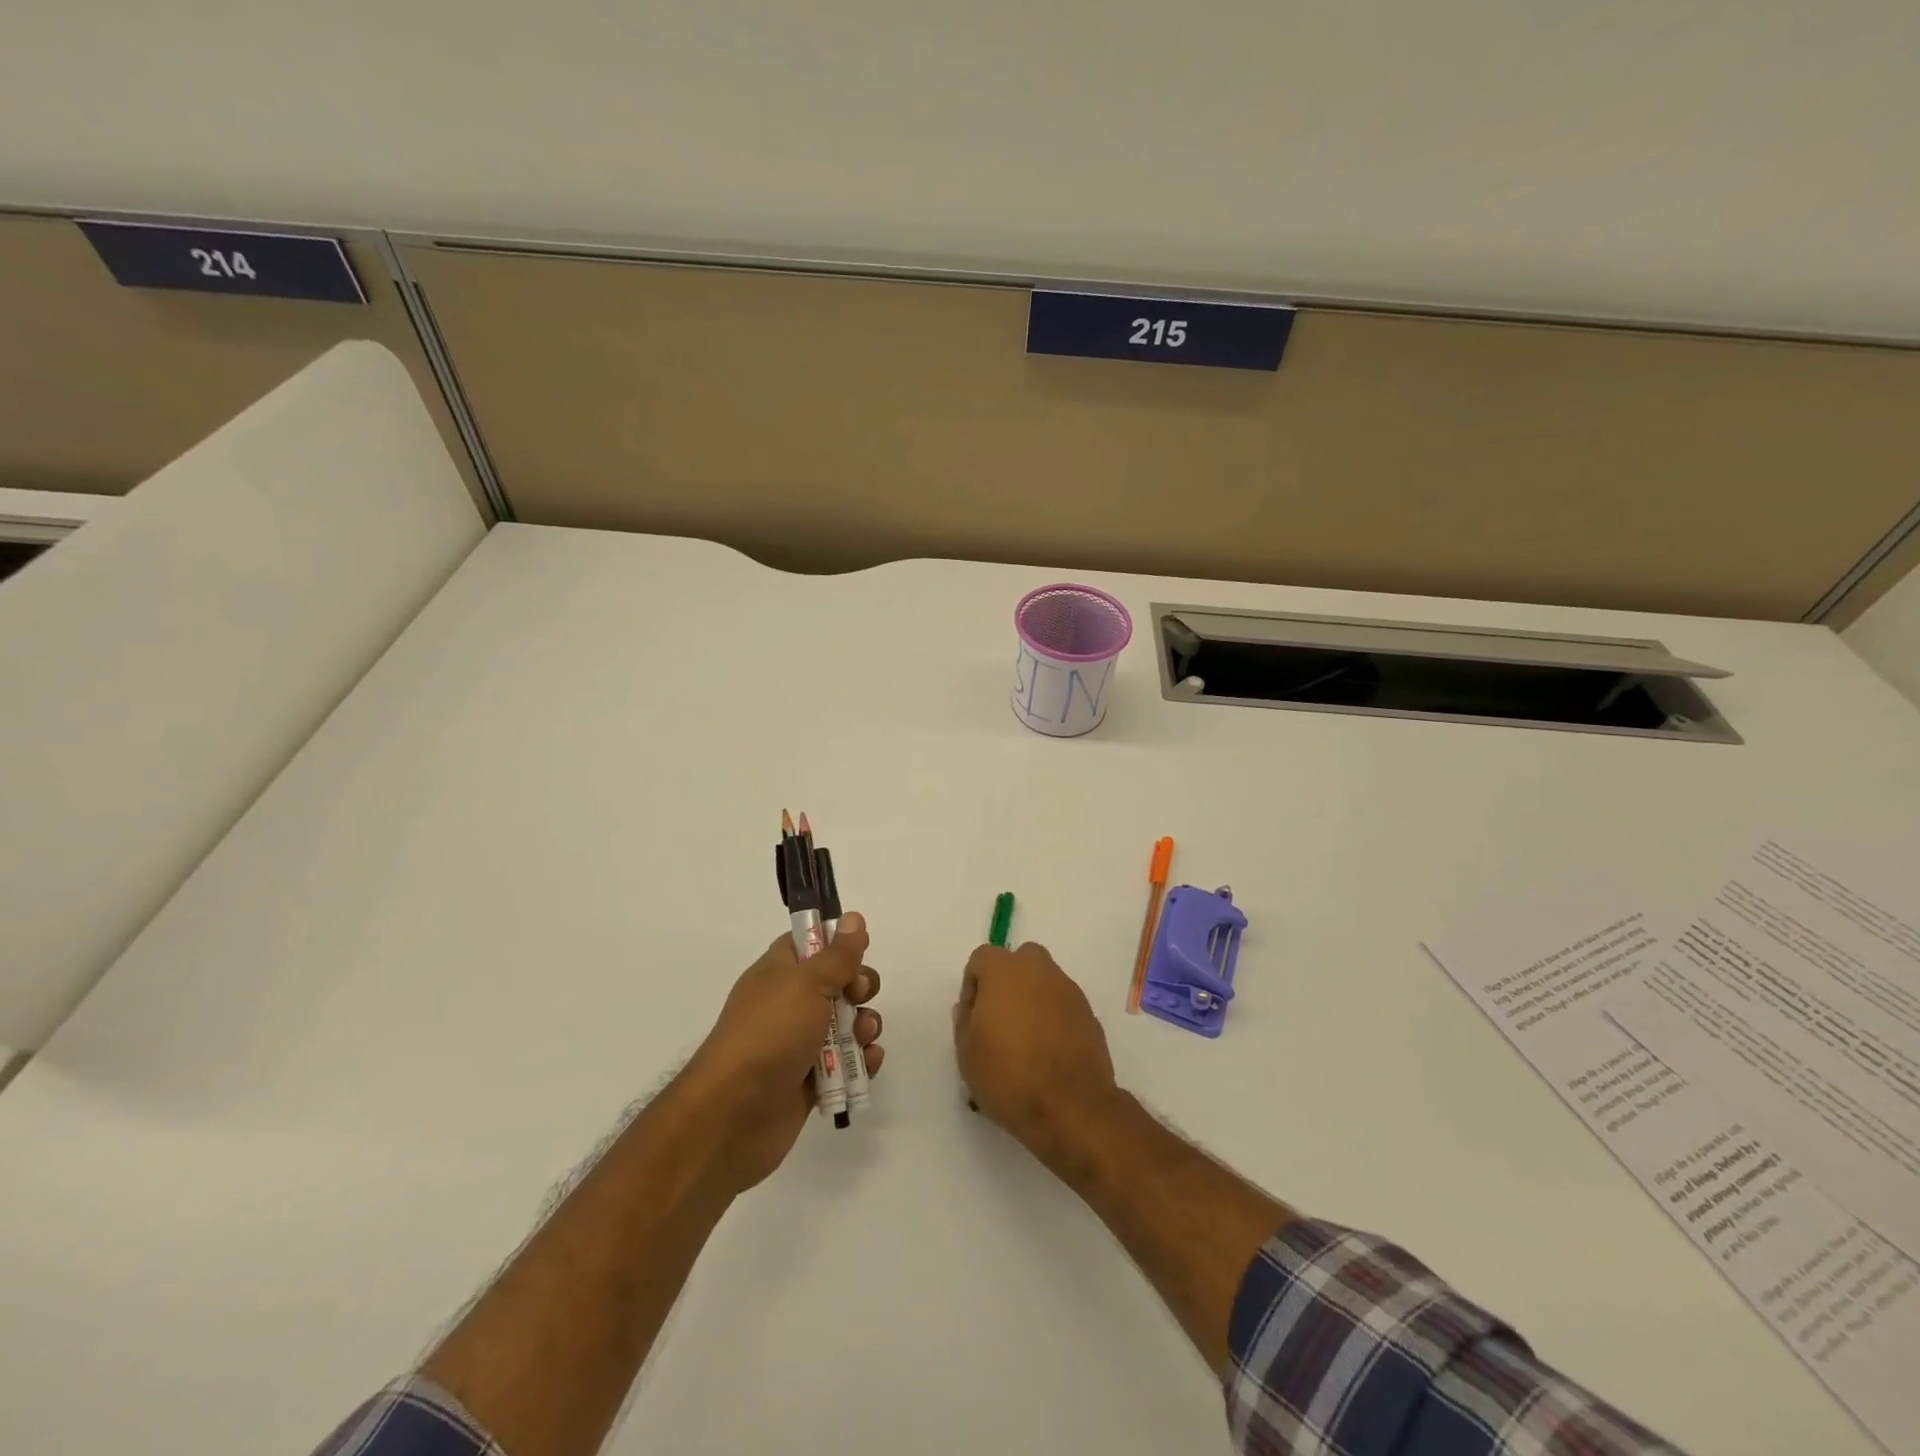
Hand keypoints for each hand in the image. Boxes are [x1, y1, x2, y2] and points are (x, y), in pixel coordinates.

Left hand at [683, 912, 883, 1192]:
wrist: (734, 1115)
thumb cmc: (769, 1034)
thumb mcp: (807, 984)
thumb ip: (837, 955)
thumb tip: (854, 917)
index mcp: (779, 973)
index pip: (810, 944)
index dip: (837, 944)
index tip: (857, 951)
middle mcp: (789, 1004)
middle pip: (837, 984)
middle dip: (859, 988)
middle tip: (858, 996)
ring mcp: (799, 1044)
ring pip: (847, 1025)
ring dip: (865, 1027)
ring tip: (864, 1038)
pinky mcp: (810, 1081)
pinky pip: (846, 1063)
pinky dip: (861, 1062)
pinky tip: (868, 1063)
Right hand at [953, 941, 1120, 1169]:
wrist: (1071, 1106)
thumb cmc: (1008, 1076)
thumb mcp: (967, 1054)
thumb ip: (965, 1021)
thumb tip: (971, 1007)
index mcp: (1004, 971)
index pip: (983, 958)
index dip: (974, 985)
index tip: (974, 1017)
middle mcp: (1039, 970)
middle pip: (1020, 961)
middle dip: (1008, 982)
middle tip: (1000, 1020)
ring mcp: (1069, 990)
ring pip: (1044, 981)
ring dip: (1033, 999)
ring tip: (1026, 1040)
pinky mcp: (1089, 1014)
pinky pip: (1063, 1004)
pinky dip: (1054, 1017)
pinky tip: (1049, 1051)